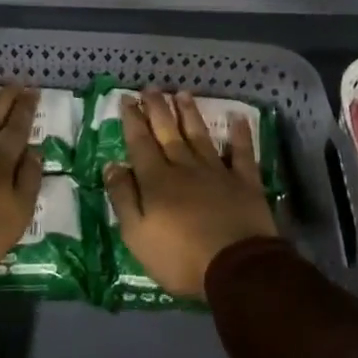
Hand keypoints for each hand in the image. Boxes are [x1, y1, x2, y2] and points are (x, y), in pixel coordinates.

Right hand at [105, 90, 277, 300]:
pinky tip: (238, 117)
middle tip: (151, 88)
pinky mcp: (245, 182)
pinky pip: (242, 152)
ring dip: (190, 114)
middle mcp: (185, 167)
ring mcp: (217, 172)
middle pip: (168, 132)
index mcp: (157, 180)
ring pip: (200, 135)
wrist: (236, 269)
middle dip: (157, 109)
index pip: (140, 143)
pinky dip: (240, 134)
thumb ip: (123, 198)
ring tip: (182, 93)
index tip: (126, 99)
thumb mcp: (137, 235)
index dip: (132, 120)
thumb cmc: (180, 258)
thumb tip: (112, 165)